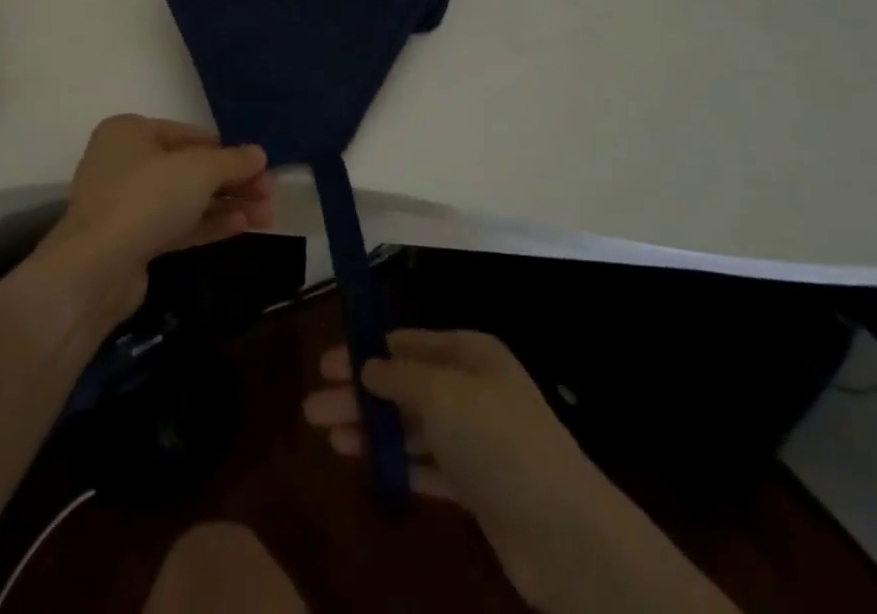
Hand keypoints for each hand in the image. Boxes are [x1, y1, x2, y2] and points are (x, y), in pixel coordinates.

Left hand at [42, 115, 275, 316]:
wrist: (96, 268)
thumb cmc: (146, 198)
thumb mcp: (198, 171)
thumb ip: (232, 161)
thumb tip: (260, 153)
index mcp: (131, 131)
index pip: (189, 134)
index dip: (227, 150)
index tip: (260, 166)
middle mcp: (125, 161)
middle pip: (189, 168)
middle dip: (232, 182)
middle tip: (270, 194)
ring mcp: (126, 203)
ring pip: (186, 199)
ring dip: (226, 205)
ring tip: (266, 216)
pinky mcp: (131, 239)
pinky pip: (176, 224)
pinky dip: (208, 224)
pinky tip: (242, 226)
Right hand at [303, 328, 588, 514]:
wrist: (564, 532)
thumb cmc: (498, 440)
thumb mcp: (442, 394)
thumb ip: (399, 378)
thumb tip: (367, 365)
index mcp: (470, 353)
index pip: (407, 343)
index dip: (365, 351)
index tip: (325, 363)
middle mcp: (472, 389)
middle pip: (404, 385)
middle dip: (359, 394)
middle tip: (312, 406)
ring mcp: (475, 440)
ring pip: (410, 427)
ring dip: (370, 429)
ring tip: (326, 437)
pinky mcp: (476, 487)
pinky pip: (425, 465)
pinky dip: (394, 462)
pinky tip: (362, 463)